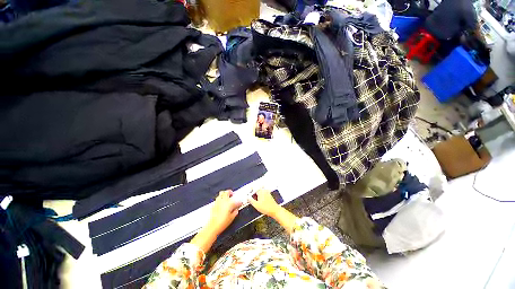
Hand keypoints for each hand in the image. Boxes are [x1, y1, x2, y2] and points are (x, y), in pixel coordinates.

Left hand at [205, 190, 241, 235]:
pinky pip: (217, 199)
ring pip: (221, 194)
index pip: (236, 201)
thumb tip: (236, 210)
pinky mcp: (213, 205)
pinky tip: (221, 203)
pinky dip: (220, 199)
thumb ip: (235, 212)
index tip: (240, 203)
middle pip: (227, 192)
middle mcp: (223, 201)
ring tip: (227, 197)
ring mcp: (218, 202)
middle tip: (232, 195)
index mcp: (229, 203)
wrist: (213, 226)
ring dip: (224, 194)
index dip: (239, 202)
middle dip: (230, 192)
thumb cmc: (222, 222)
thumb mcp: (232, 218)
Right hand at [248, 189, 280, 217]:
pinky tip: (260, 202)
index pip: (254, 189)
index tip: (248, 194)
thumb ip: (251, 200)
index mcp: (260, 191)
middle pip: (257, 190)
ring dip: (257, 195)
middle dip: (254, 193)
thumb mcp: (256, 205)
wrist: (275, 210)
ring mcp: (267, 193)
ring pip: (260, 192)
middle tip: (251, 198)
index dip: (250, 191)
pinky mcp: (269, 196)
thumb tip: (247, 198)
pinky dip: (261, 197)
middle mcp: (264, 191)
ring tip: (255, 200)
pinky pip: (263, 194)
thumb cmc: (266, 208)